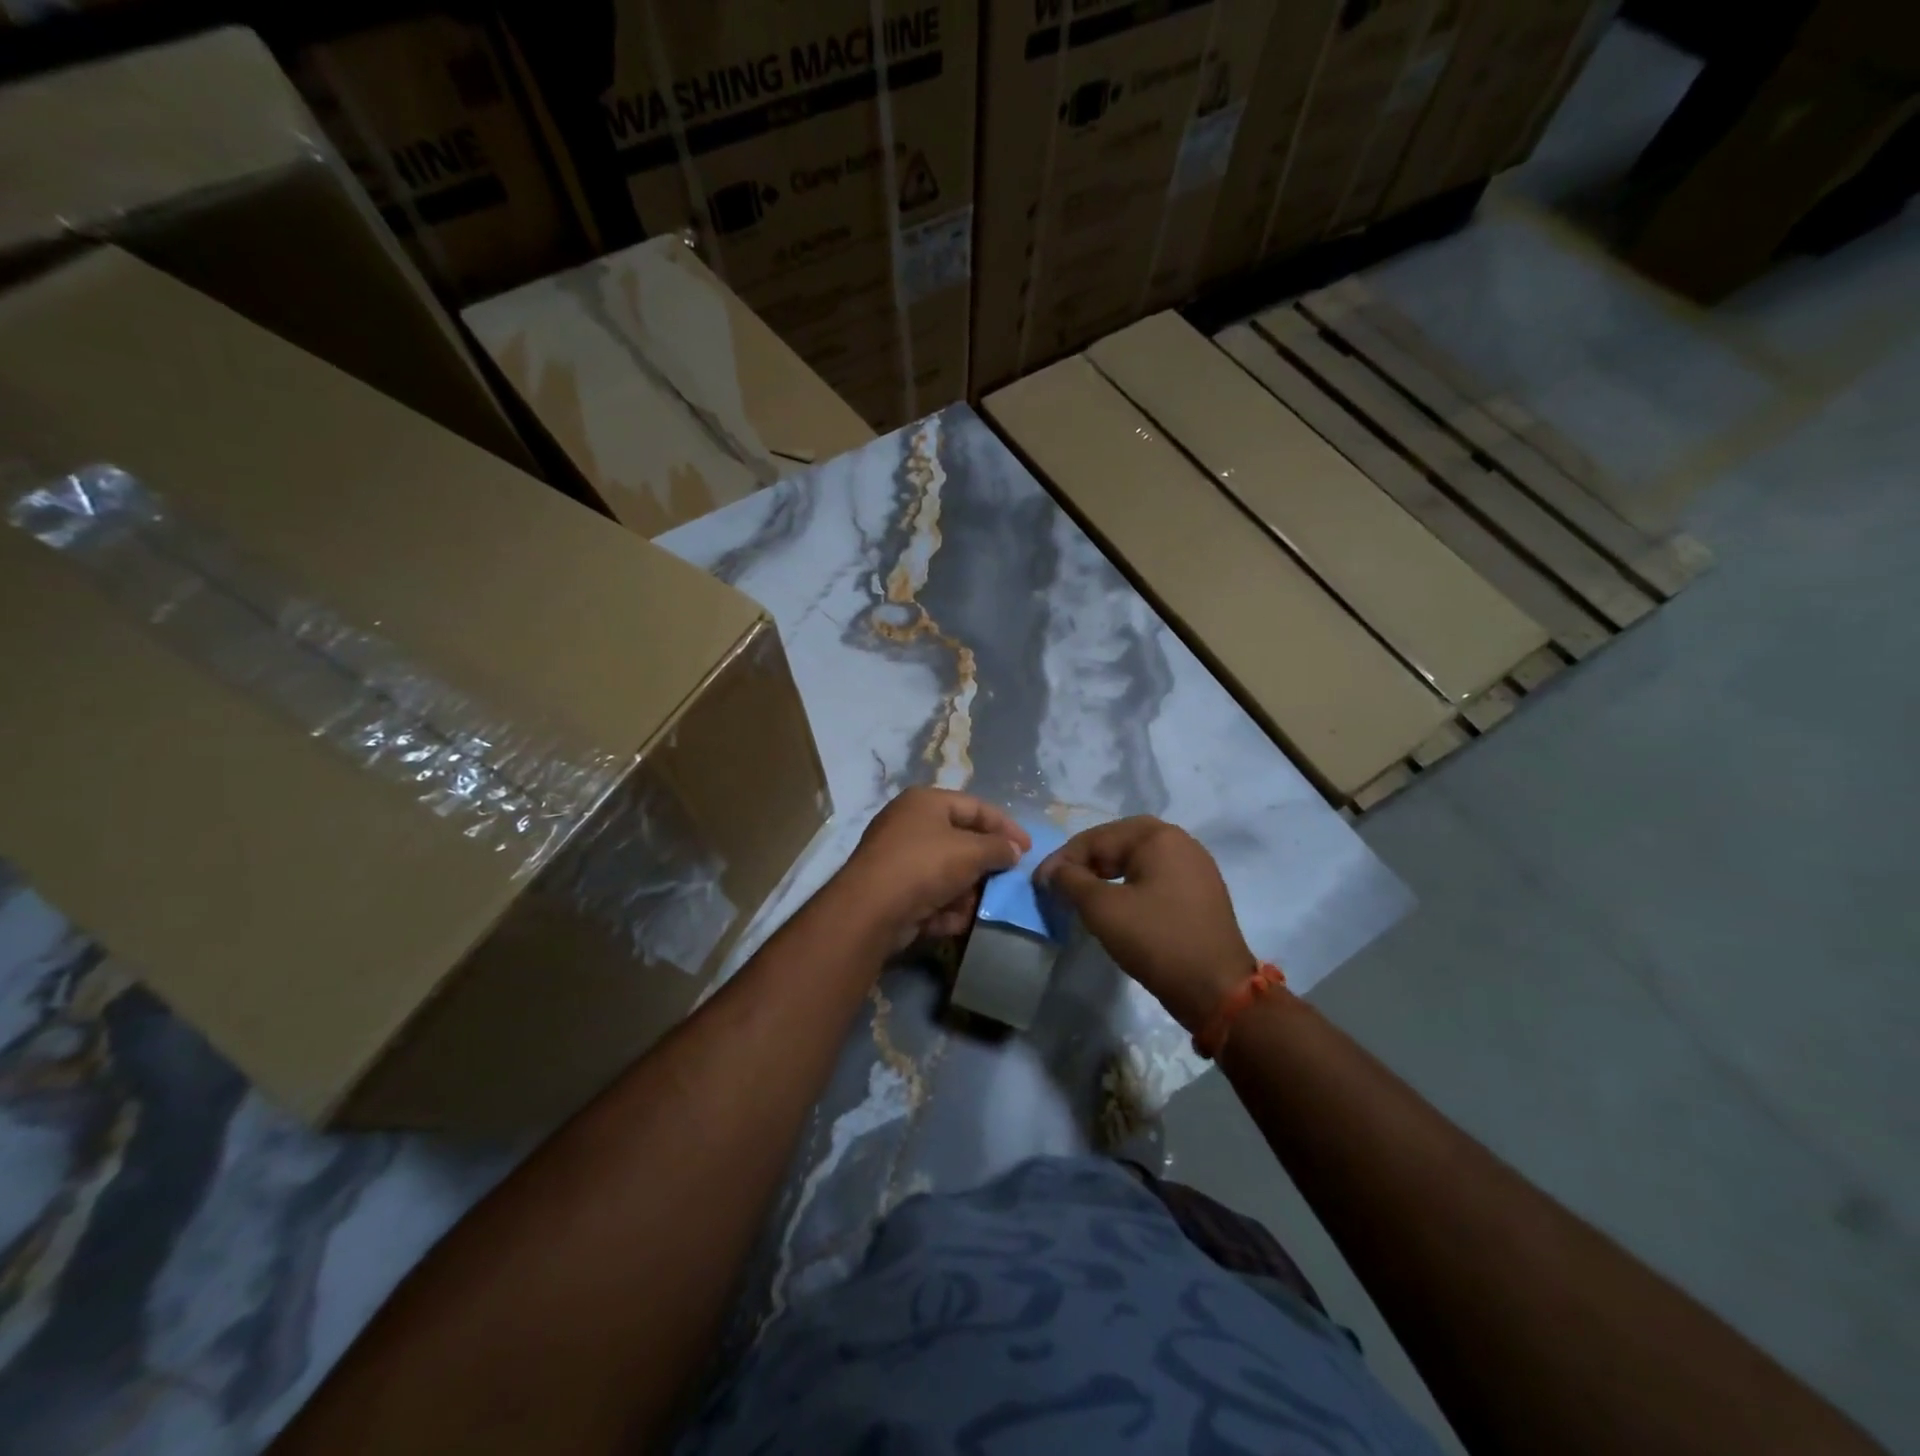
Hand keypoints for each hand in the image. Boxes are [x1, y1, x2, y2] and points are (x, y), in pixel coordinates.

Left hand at [837, 788, 1030, 950]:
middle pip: (961, 842)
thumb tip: (1013, 850)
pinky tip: (950, 922)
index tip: (1028, 849)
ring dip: (965, 893)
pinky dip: (943, 908)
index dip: (1005, 826)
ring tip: (975, 907)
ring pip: (947, 873)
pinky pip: (929, 895)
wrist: (871, 910)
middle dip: (984, 866)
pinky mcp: (893, 892)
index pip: (975, 806)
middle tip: (1006, 882)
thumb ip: (998, 848)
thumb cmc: (925, 866)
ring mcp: (898, 859)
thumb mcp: (971, 852)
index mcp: (925, 802)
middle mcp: (910, 825)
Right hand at [1037, 817, 1254, 1033]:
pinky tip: (1116, 907)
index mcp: (1158, 836)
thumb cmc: (1156, 941)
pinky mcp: (1200, 892)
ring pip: (1136, 861)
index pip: (1096, 838)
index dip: (1063, 860)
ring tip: (1082, 898)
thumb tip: (1052, 872)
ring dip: (1105, 875)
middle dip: (1085, 864)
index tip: (1040, 885)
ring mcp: (1195, 866)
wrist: (1217, 989)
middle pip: (1118, 843)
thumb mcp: (1102, 909)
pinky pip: (1154, 877)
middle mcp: (1180, 841)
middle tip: (1060, 887)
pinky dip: (1129, 886)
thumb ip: (1070, 881)